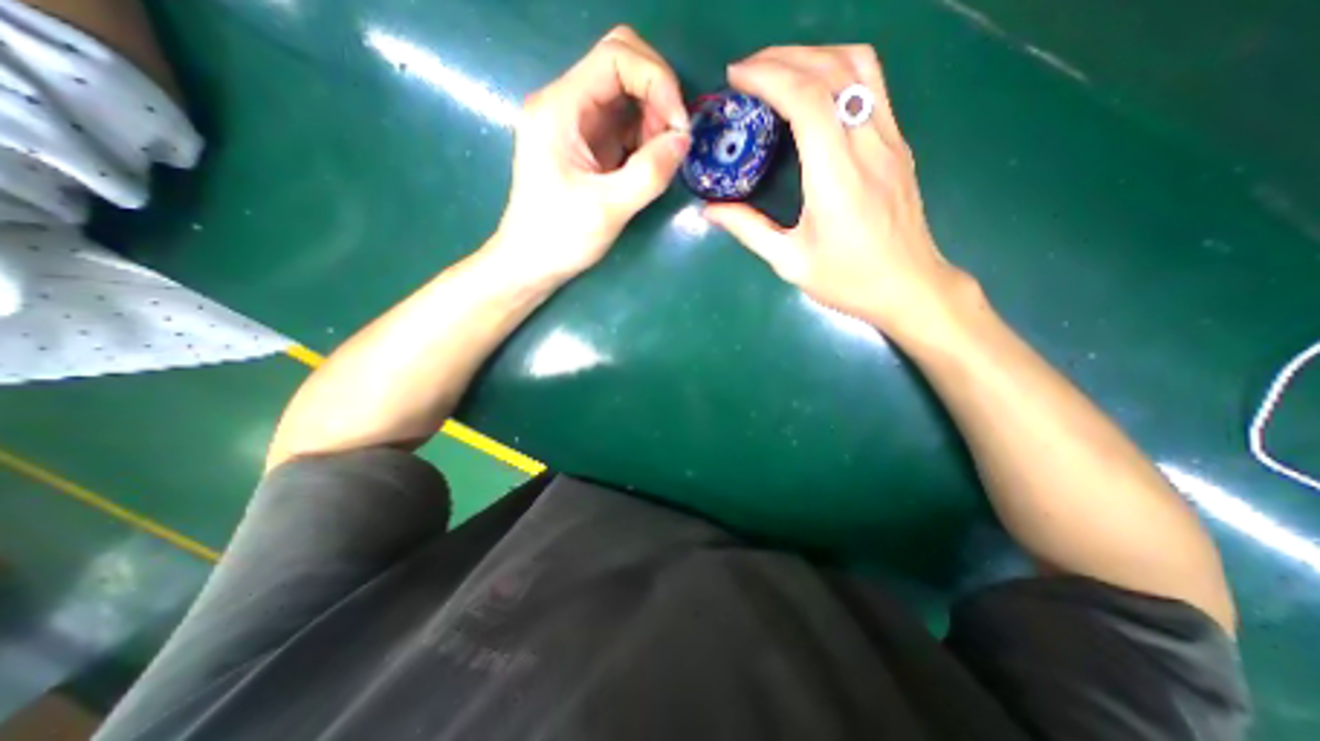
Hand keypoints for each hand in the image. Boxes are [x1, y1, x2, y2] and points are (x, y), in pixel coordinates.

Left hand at [493, 26, 692, 282]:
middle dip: (658, 95)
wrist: (532, 263)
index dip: (657, 81)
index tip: (679, 127)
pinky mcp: (587, 145)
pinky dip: (645, 137)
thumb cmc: (560, 238)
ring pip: (627, 94)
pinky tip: (649, 164)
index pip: (616, 57)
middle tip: (672, 141)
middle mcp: (566, 104)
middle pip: (622, 64)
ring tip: (659, 160)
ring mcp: (577, 124)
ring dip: (654, 118)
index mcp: (560, 109)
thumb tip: (684, 140)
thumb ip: (649, 173)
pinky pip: (624, 123)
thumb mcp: (608, 209)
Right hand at [706, 46, 971, 336]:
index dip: (769, 76)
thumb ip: (748, 230)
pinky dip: (838, 70)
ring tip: (779, 70)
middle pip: (831, 70)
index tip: (737, 78)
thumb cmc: (847, 280)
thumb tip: (710, 210)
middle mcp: (868, 146)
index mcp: (837, 178)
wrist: (909, 287)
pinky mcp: (899, 143)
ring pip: (859, 65)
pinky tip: (815, 89)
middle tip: (747, 71)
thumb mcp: (790, 262)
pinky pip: (872, 85)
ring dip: (814, 54)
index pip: (807, 100)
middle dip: (784, 57)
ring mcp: (890, 139)